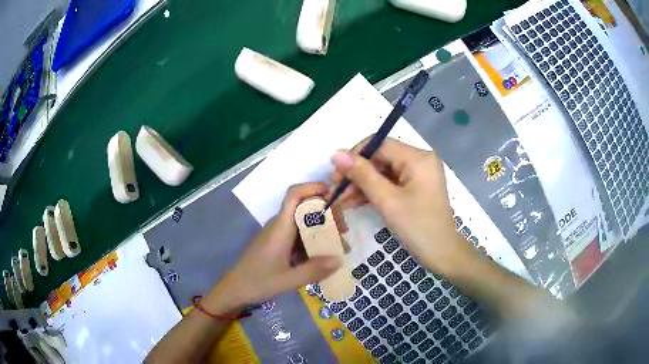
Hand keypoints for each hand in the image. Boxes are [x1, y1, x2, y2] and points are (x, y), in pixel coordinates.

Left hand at [203, 183, 341, 313]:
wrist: (236, 289)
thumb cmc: (258, 282)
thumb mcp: (287, 280)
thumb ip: (314, 270)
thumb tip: (339, 260)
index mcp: (280, 227)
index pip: (294, 194)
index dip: (313, 188)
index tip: (334, 195)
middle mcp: (280, 225)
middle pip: (305, 207)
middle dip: (327, 214)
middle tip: (343, 232)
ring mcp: (279, 234)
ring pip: (305, 223)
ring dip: (323, 230)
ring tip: (339, 248)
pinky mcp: (279, 244)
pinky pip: (300, 236)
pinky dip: (314, 241)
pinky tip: (325, 257)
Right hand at [330, 138, 471, 273]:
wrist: (443, 254)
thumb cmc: (418, 227)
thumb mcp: (387, 201)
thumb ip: (362, 175)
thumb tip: (336, 153)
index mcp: (418, 157)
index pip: (379, 144)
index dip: (355, 156)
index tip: (336, 175)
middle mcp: (419, 160)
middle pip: (380, 158)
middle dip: (357, 174)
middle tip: (335, 191)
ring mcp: (418, 174)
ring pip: (383, 172)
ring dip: (362, 185)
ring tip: (340, 201)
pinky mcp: (416, 187)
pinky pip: (391, 183)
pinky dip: (374, 192)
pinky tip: (354, 202)